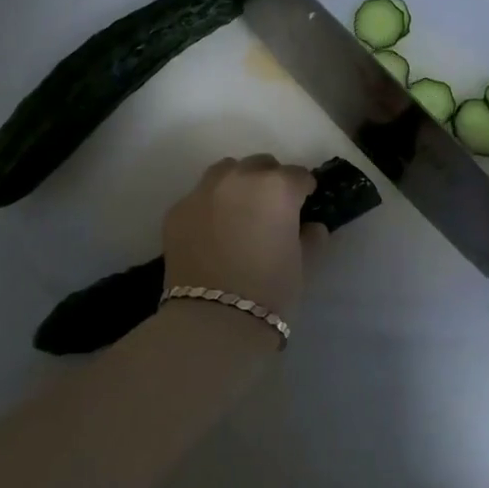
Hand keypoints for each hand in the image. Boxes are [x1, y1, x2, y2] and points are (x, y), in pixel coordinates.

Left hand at [162, 156, 322, 322]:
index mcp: (276, 187)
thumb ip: (310, 238)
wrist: (213, 322)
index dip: (303, 190)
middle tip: (271, 208)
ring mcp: (203, 192)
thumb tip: (311, 227)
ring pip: (225, 172)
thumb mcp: (302, 265)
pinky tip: (212, 232)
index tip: (304, 203)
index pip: (298, 175)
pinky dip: (209, 206)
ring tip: (239, 211)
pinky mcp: (177, 210)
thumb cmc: (270, 292)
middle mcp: (239, 179)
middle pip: (260, 165)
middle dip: (269, 180)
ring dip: (237, 183)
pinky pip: (198, 197)